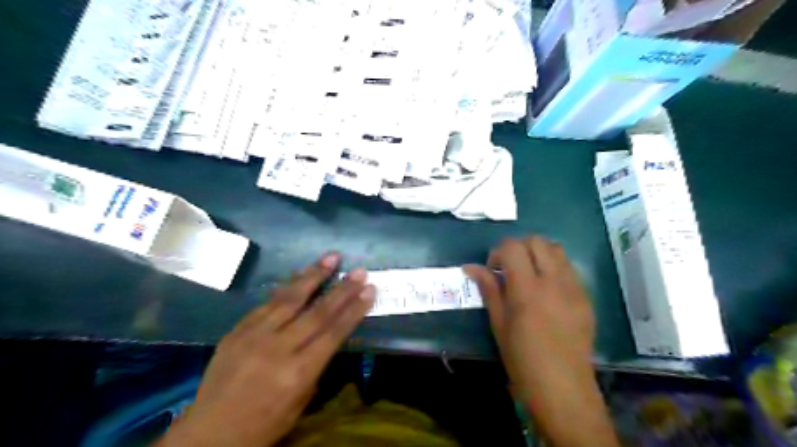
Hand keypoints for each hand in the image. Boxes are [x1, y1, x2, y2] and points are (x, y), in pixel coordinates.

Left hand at [160, 253, 378, 446]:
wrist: (209, 433)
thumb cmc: (264, 424)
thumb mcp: (301, 401)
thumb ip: (316, 365)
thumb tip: (328, 334)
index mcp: (297, 372)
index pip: (333, 332)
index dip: (354, 309)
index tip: (369, 289)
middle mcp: (277, 348)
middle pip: (317, 311)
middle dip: (342, 288)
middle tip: (359, 270)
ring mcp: (254, 336)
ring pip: (290, 298)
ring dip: (313, 275)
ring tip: (331, 257)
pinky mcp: (237, 330)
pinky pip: (267, 303)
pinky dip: (287, 288)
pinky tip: (300, 276)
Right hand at [461, 236, 589, 402]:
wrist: (563, 388)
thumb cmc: (523, 359)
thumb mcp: (499, 324)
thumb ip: (489, 289)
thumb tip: (471, 267)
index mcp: (527, 289)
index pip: (513, 247)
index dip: (498, 251)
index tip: (493, 269)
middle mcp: (553, 281)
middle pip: (536, 241)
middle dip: (518, 247)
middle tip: (509, 268)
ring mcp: (574, 287)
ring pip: (556, 249)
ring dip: (538, 253)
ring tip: (529, 274)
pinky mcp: (586, 296)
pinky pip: (569, 267)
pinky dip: (554, 266)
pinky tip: (546, 288)